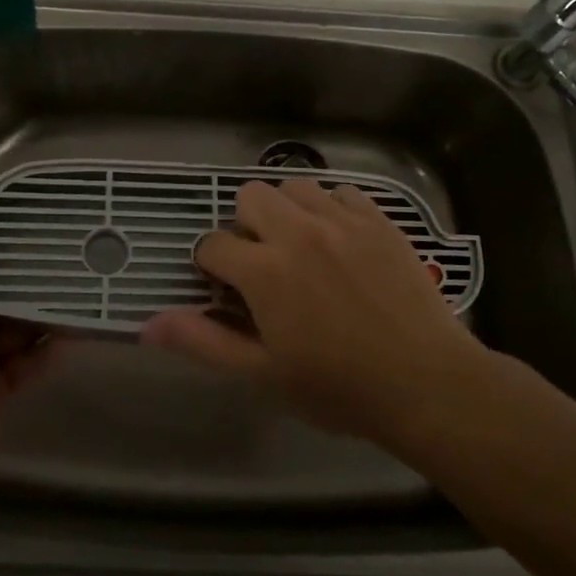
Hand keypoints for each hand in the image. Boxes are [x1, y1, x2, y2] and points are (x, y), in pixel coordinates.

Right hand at [141, 179, 485, 443]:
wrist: (427, 383)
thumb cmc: (339, 388)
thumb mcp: (264, 374)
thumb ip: (204, 342)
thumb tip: (148, 324)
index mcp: (265, 270)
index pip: (214, 244)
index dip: (211, 265)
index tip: (226, 288)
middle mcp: (298, 231)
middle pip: (250, 196)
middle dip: (245, 226)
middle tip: (263, 264)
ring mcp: (342, 220)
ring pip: (294, 187)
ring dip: (286, 211)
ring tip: (300, 246)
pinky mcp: (378, 219)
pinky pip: (342, 191)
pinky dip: (331, 208)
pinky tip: (340, 240)